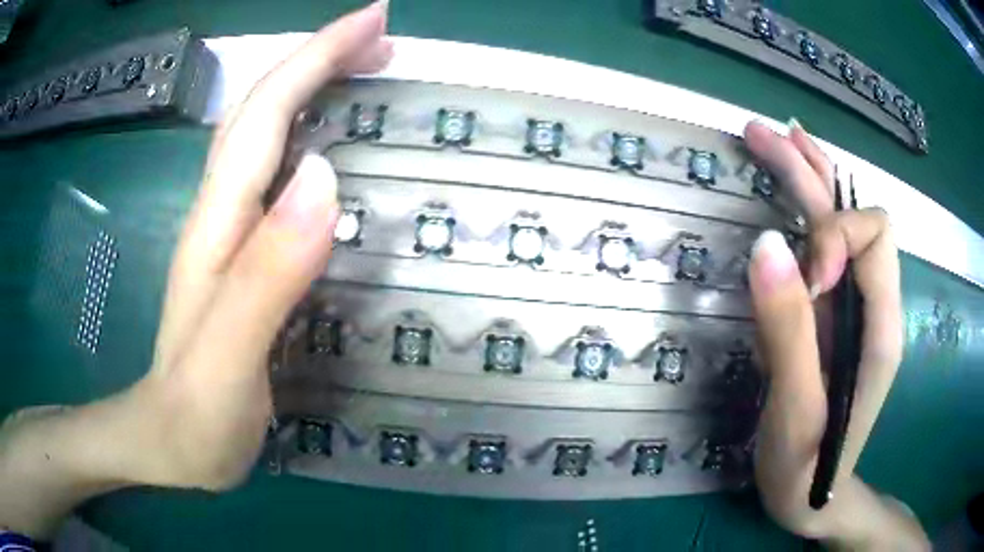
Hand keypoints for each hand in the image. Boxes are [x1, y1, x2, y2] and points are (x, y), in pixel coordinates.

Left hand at [0, 3, 391, 538]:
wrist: (164, 441)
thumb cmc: (194, 415)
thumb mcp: (228, 360)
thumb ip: (268, 274)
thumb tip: (324, 178)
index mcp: (219, 224)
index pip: (266, 113)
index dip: (317, 57)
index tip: (374, 20)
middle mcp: (220, 211)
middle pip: (264, 106)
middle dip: (321, 56)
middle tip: (382, 36)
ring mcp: (227, 231)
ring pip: (266, 132)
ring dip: (313, 84)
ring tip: (365, 66)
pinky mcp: (238, 254)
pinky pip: (272, 172)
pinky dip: (304, 133)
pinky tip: (330, 137)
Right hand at [744, 120, 927, 549]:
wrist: (813, 499)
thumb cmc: (807, 468)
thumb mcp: (796, 410)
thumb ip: (788, 331)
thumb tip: (765, 245)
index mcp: (881, 327)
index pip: (875, 238)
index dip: (836, 237)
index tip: (805, 278)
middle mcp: (875, 306)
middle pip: (856, 217)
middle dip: (814, 173)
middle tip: (763, 134)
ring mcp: (854, 311)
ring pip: (841, 227)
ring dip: (809, 179)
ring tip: (773, 140)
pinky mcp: (832, 319)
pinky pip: (825, 253)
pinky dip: (805, 214)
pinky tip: (786, 197)